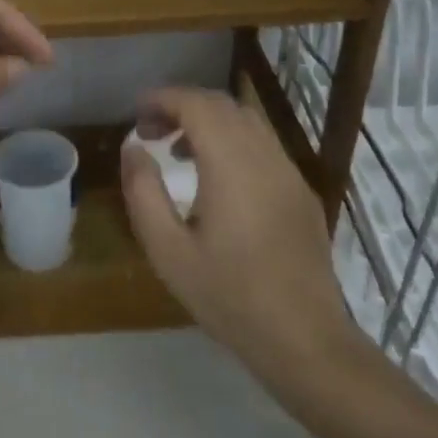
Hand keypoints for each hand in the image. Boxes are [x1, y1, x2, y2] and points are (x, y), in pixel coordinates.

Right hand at [121, 87, 367, 385]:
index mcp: (232, 164)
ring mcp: (290, 172)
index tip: (136, 112)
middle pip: (223, 105)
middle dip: (183, 106)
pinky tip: (216, 180)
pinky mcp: (301, 192)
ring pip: (247, 122)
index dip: (163, 98)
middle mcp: (265, 156)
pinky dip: (232, 141)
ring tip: (178, 152)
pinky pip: (263, 146)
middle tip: (150, 131)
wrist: (304, 338)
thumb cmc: (229, 296)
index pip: (197, 104)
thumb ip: (143, 192)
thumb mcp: (167, 250)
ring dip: (209, 122)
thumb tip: (133, 149)